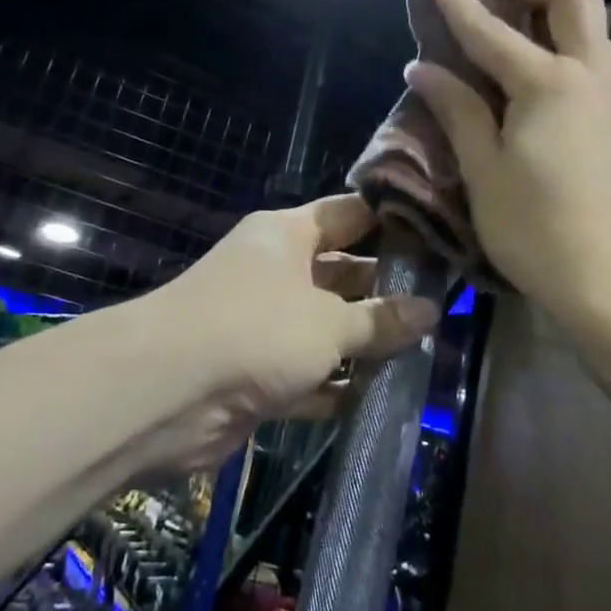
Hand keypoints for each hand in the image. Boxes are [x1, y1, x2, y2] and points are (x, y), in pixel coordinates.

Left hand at [145, 194, 438, 470]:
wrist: (165, 393)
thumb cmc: (256, 330)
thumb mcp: (329, 322)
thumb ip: (381, 319)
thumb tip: (431, 311)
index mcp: (287, 235)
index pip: (349, 215)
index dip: (392, 223)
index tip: (440, 238)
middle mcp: (275, 272)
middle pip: (342, 273)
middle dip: (387, 291)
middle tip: (445, 306)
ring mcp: (264, 324)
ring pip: (328, 327)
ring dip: (366, 344)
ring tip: (425, 352)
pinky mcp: (257, 373)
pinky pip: (310, 374)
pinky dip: (338, 385)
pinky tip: (382, 396)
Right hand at [406, 0, 610, 333]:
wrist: (609, 284)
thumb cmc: (534, 230)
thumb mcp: (483, 170)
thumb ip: (456, 109)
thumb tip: (422, 67)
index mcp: (549, 85)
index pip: (492, 30)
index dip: (459, 0)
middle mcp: (589, 76)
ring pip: (594, 23)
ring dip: (555, 0)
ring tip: (514, 5)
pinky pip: (597, 54)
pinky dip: (567, 34)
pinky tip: (538, 57)